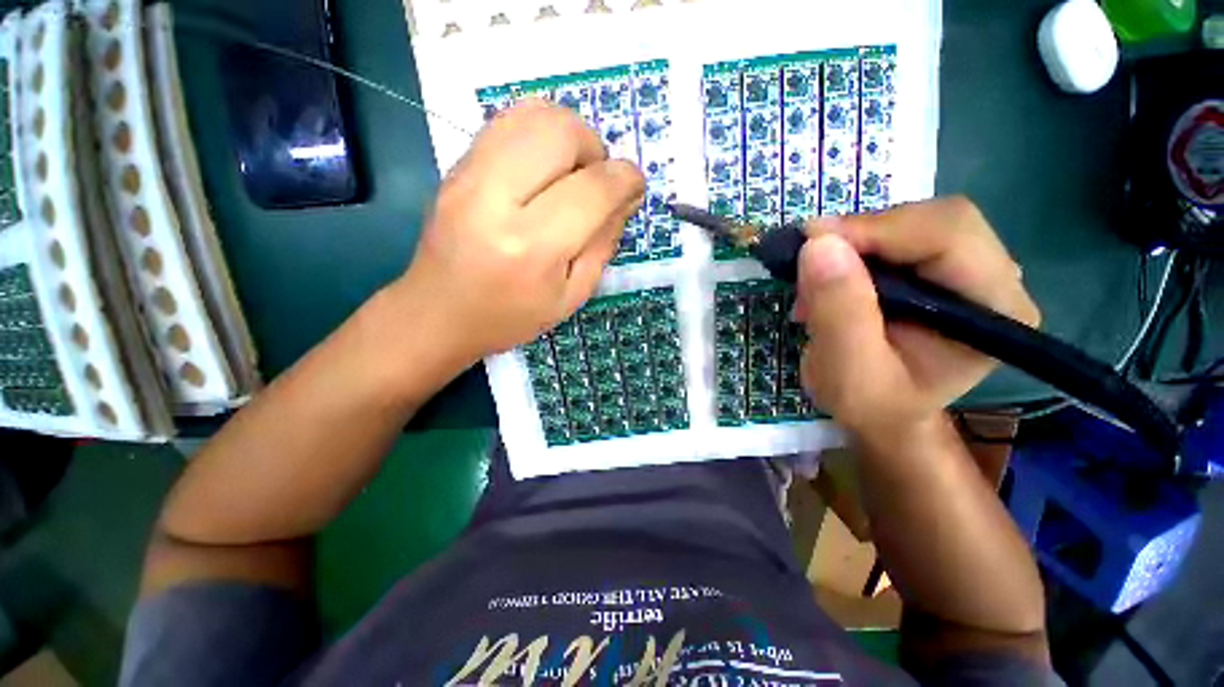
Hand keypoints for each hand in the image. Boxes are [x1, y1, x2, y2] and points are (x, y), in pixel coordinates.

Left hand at [391, 100, 644, 370]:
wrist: (438, 312)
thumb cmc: (512, 316)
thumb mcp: (572, 295)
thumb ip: (604, 243)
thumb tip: (625, 195)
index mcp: (532, 247)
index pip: (593, 189)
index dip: (626, 179)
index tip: (633, 187)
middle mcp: (496, 199)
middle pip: (561, 132)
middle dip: (595, 149)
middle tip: (595, 182)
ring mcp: (468, 175)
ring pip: (533, 113)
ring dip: (568, 135)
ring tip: (570, 172)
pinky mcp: (455, 166)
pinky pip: (507, 121)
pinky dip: (539, 132)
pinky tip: (543, 167)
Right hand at [794, 197, 1039, 439]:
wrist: (881, 411)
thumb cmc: (871, 403)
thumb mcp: (846, 370)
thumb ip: (838, 311)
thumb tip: (819, 244)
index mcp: (994, 311)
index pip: (949, 237)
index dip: (878, 229)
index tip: (811, 240)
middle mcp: (995, 280)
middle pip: (935, 220)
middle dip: (864, 235)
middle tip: (810, 261)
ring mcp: (969, 269)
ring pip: (911, 221)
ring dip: (854, 243)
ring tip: (817, 282)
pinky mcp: (938, 266)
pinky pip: (895, 234)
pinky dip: (853, 248)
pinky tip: (832, 277)